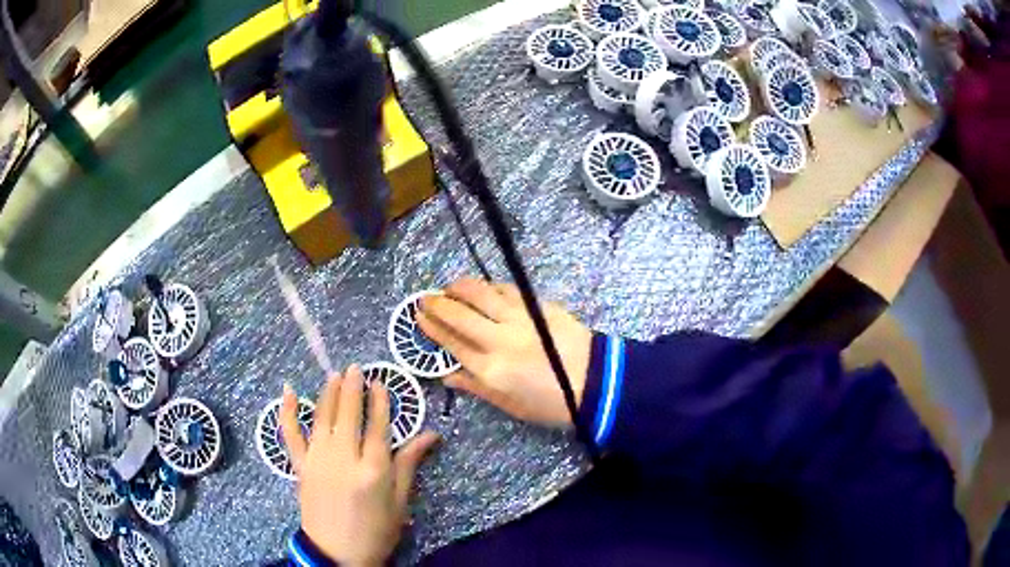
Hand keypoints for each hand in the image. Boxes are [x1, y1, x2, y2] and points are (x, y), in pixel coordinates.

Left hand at [280, 366, 439, 566]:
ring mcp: (318, 459)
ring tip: (335, 374)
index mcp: (374, 469)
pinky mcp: (299, 465)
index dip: (379, 400)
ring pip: (323, 416)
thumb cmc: (376, 531)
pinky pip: (290, 433)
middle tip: (356, 368)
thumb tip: (431, 435)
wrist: (337, 553)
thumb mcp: (400, 502)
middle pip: (349, 414)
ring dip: (328, 392)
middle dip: (353, 387)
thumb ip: (409, 465)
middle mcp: (345, 458)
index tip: (379, 381)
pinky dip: (288, 410)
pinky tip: (289, 390)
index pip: (378, 425)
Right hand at [417, 278, 591, 426]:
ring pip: (482, 294)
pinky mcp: (539, 306)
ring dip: (460, 287)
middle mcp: (499, 340)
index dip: (432, 328)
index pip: (452, 343)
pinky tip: (484, 288)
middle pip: (460, 315)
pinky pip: (508, 290)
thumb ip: (477, 387)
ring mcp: (520, 319)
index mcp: (491, 370)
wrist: (597, 383)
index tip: (418, 316)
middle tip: (425, 297)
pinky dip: (490, 287)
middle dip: (437, 304)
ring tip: (449, 287)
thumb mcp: (510, 406)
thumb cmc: (551, 403)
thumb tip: (448, 376)